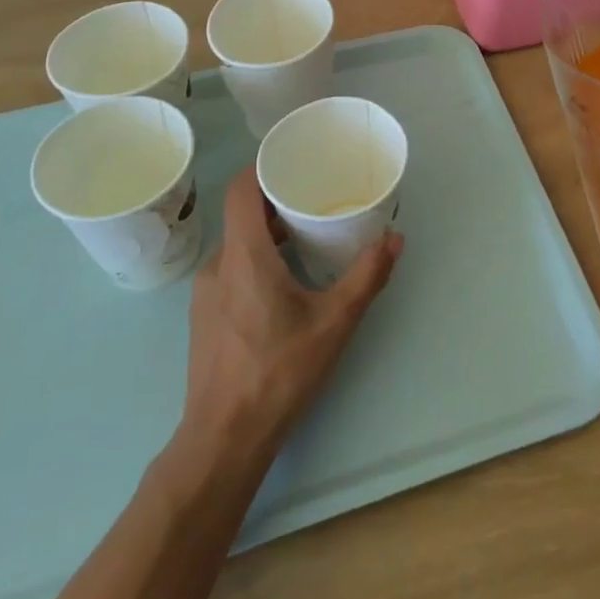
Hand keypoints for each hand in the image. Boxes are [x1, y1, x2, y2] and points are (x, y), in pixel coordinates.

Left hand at [182, 167, 402, 456]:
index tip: (294, 160)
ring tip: (305, 237)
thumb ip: (367, 276)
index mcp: (244, 255)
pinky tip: (283, 281)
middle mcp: (218, 264)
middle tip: (314, 198)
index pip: (241, 189)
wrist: (223, 439)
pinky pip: (230, 268)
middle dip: (277, 200)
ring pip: (237, 243)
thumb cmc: (279, 373)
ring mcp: (205, 291)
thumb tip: (395, 237)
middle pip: (242, 214)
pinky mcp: (204, 315)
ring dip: (267, 232)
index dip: (263, 166)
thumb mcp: (335, 322)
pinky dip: (255, 258)